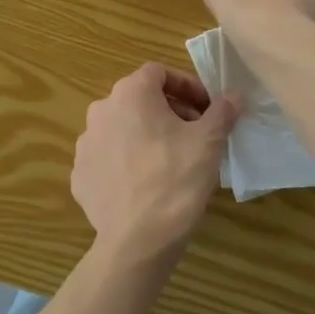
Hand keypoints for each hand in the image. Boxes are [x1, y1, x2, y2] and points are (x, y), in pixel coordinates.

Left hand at [71, 64, 237, 259]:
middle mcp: (101, 110)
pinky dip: (126, 161)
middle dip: (169, 111)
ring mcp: (85, 143)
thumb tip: (234, 95)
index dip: (186, 86)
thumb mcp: (209, 143)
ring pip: (121, 128)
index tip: (207, 109)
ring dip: (145, 135)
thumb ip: (222, 112)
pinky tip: (145, 184)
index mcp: (130, 94)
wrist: (137, 240)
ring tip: (170, 161)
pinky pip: (107, 157)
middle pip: (139, 99)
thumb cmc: (176, 179)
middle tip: (194, 135)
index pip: (159, 73)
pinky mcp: (80, 174)